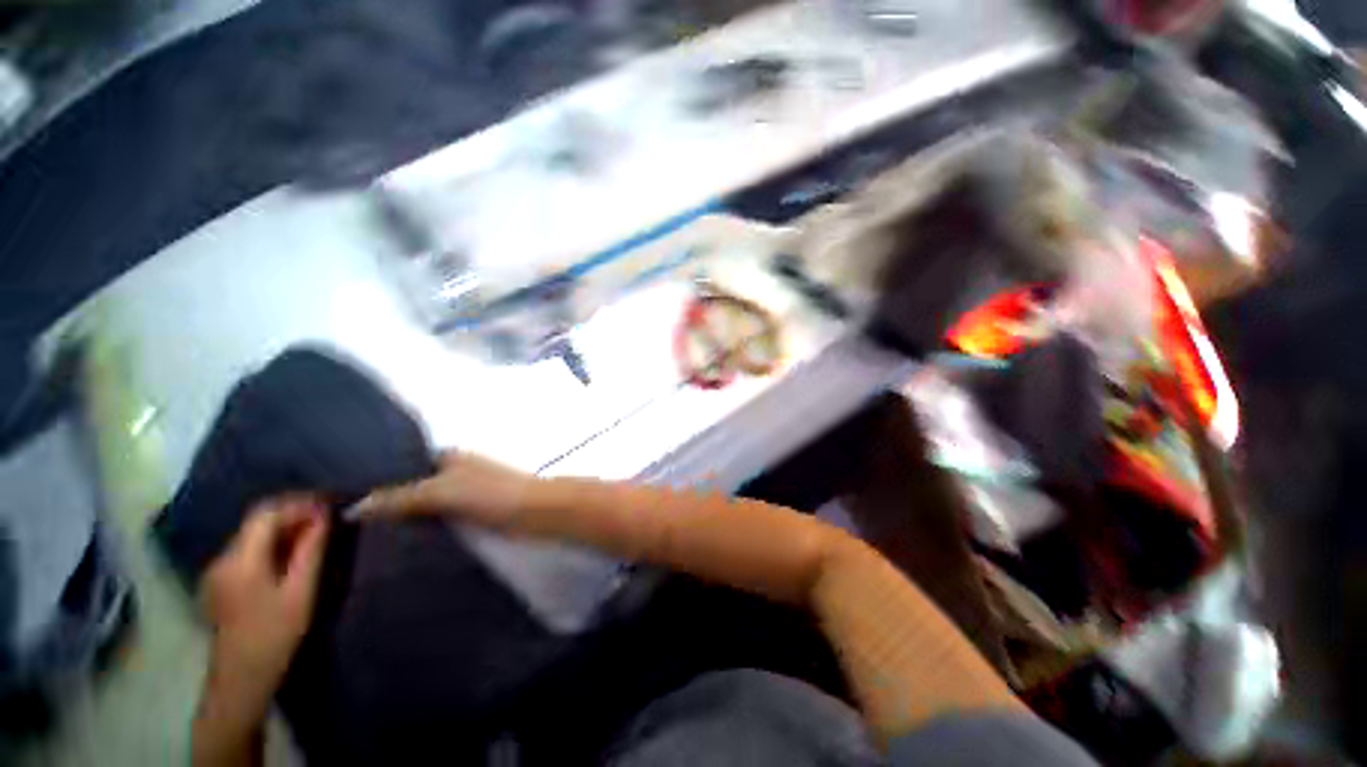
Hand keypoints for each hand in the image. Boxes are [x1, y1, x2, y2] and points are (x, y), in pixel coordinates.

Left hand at [201, 495, 329, 698]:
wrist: (241, 679)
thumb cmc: (275, 635)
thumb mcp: (301, 591)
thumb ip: (311, 550)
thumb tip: (324, 517)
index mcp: (240, 560)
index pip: (267, 514)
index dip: (299, 504)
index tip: (329, 507)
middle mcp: (223, 558)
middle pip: (257, 521)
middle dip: (293, 514)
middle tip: (327, 518)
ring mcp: (218, 571)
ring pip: (253, 534)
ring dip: (284, 528)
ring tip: (316, 534)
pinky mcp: (222, 581)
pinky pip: (249, 549)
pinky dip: (273, 543)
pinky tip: (293, 554)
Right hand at [352, 451, 532, 528]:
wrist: (536, 512)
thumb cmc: (492, 493)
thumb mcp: (441, 491)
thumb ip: (400, 497)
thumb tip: (353, 508)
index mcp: (448, 457)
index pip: (402, 465)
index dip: (374, 479)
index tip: (338, 499)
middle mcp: (454, 473)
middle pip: (411, 488)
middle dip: (384, 504)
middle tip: (343, 530)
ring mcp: (464, 495)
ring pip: (423, 508)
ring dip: (401, 521)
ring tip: (357, 543)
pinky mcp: (472, 517)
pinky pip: (438, 523)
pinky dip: (420, 532)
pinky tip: (395, 550)